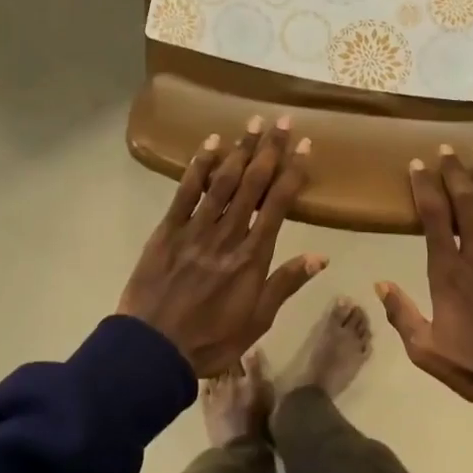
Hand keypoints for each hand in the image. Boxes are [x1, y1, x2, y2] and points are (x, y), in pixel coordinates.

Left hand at [119, 117, 325, 375]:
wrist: (152, 350)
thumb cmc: (211, 340)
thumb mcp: (257, 321)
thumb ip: (285, 284)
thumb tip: (320, 256)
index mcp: (252, 256)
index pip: (278, 204)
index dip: (293, 172)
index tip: (305, 146)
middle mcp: (227, 234)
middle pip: (252, 183)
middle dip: (269, 150)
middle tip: (282, 121)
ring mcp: (195, 229)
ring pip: (222, 181)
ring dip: (239, 149)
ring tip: (253, 122)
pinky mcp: (167, 231)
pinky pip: (185, 192)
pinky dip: (199, 166)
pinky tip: (210, 144)